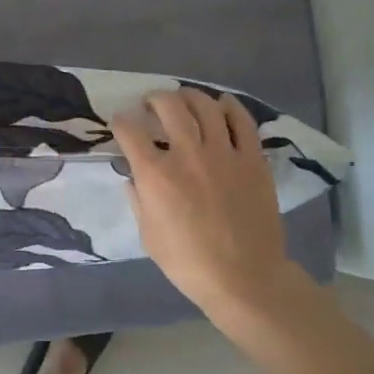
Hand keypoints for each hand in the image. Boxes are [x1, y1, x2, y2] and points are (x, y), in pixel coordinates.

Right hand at [111, 89, 305, 318]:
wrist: (244, 277)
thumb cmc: (189, 263)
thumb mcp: (148, 236)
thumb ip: (138, 200)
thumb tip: (132, 177)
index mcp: (156, 175)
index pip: (130, 132)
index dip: (121, 122)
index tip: (121, 122)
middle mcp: (187, 154)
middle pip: (168, 106)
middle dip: (154, 98)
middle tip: (151, 104)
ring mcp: (224, 153)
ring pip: (205, 106)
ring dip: (189, 96)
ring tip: (183, 99)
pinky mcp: (252, 158)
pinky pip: (242, 121)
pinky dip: (229, 106)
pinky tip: (221, 104)